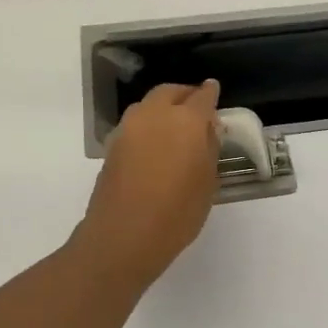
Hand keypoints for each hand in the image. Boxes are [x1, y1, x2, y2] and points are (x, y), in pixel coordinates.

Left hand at [75, 81, 222, 288]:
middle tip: (196, 107)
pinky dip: (148, 126)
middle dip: (184, 95)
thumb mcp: (207, 182)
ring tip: (175, 127)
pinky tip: (156, 145)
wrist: (124, 236)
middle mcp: (154, 115)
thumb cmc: (178, 212)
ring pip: (148, 106)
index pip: (202, 97)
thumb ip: (209, 148)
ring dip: (163, 108)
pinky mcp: (113, 146)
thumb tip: (208, 128)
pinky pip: (135, 125)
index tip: (214, 92)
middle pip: (170, 93)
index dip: (210, 94)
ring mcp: (128, 129)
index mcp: (185, 121)